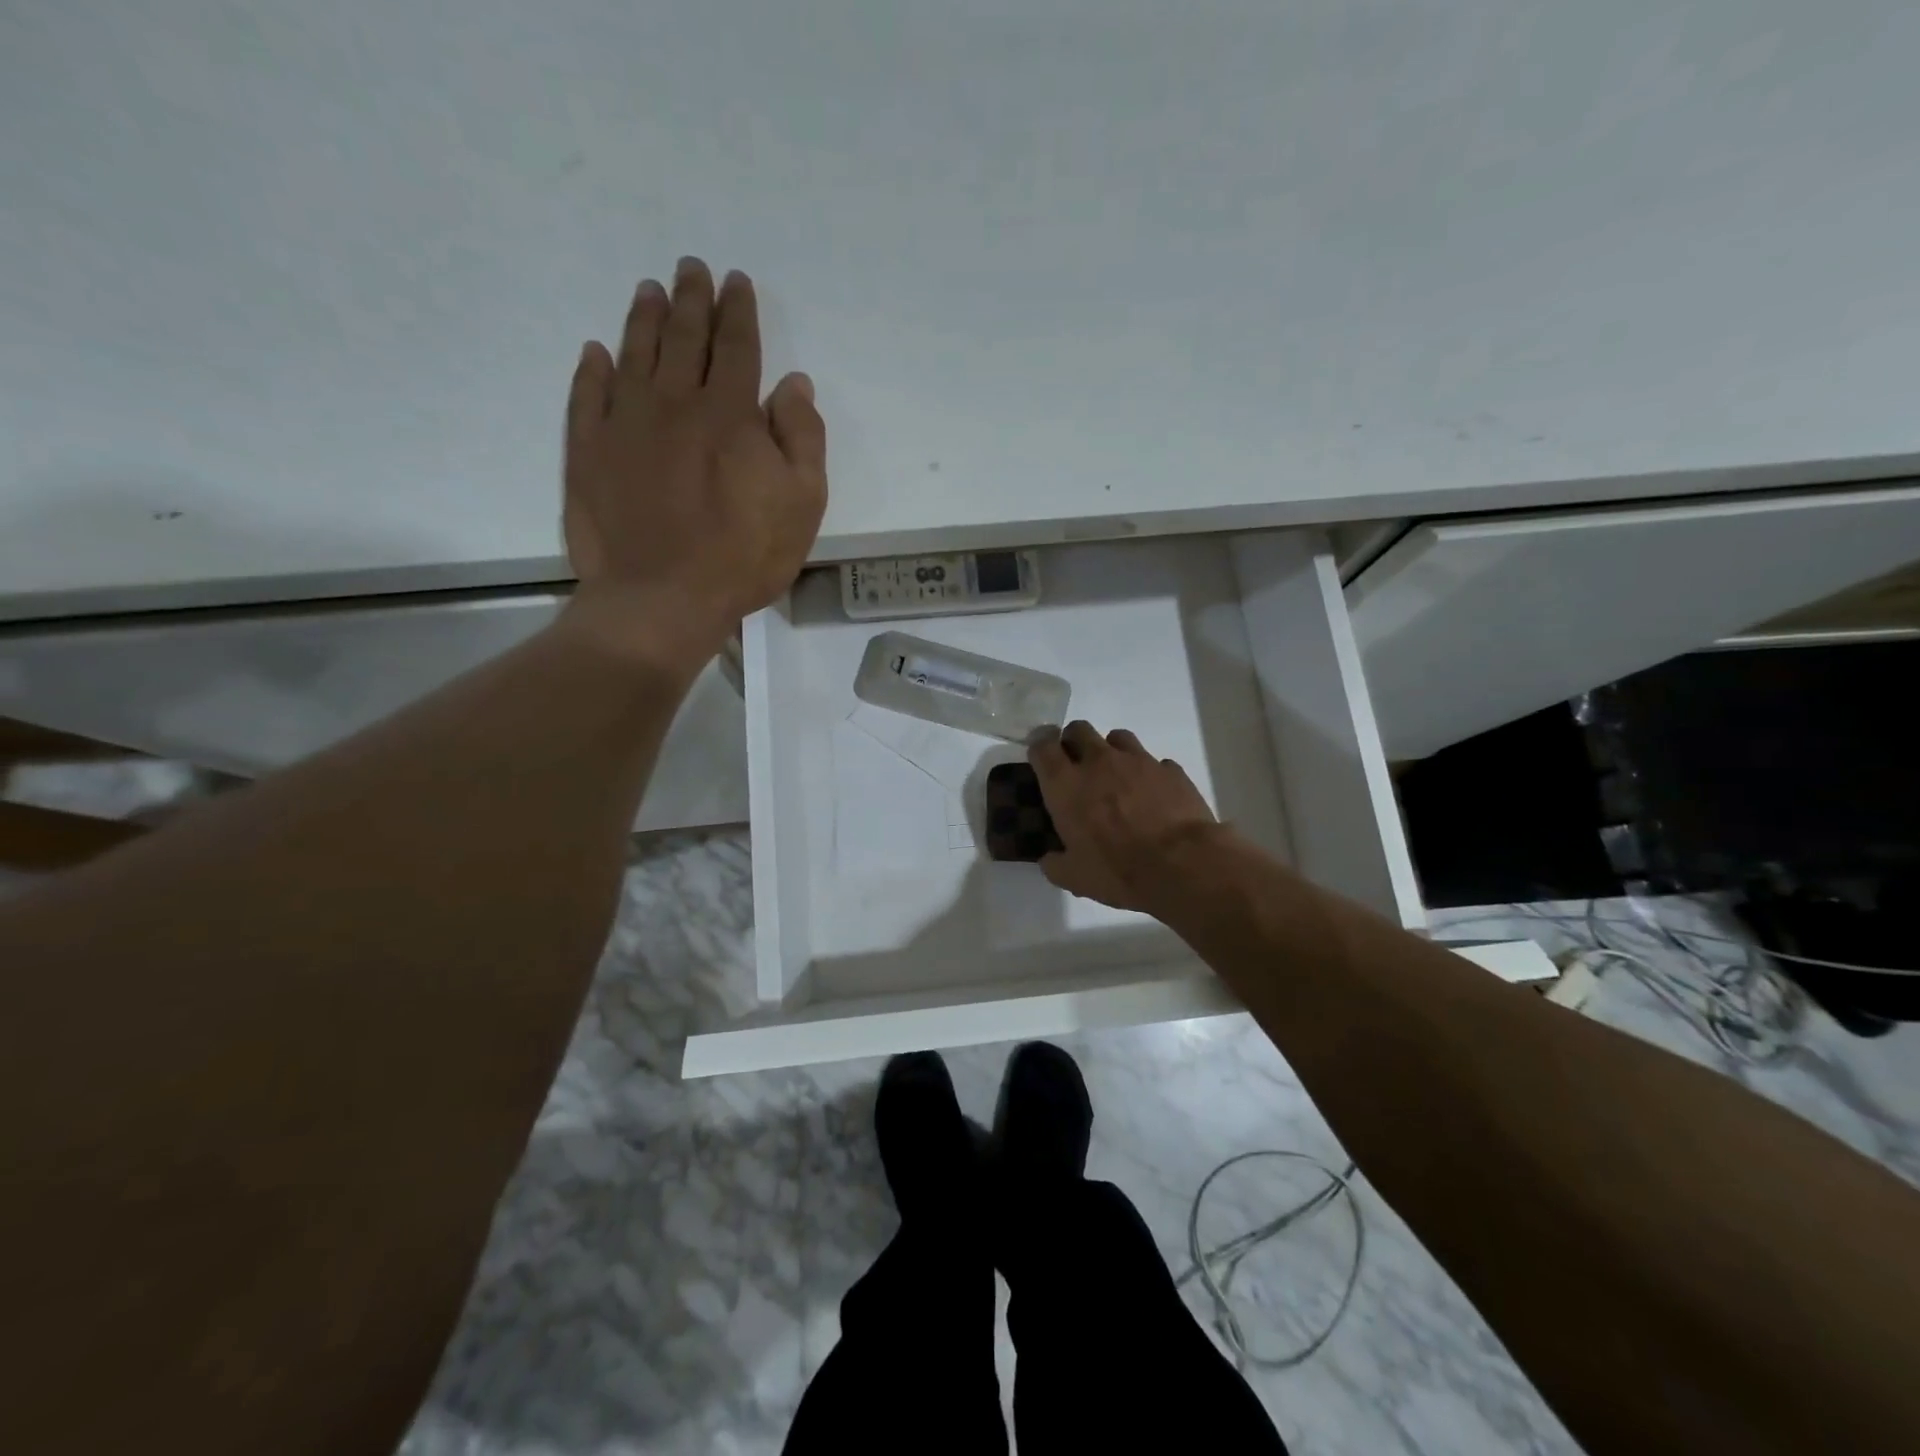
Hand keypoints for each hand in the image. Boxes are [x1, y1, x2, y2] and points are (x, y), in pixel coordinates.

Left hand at [560, 257, 827, 667]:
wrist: (661, 597)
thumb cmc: (743, 556)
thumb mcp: (803, 503)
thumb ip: (803, 437)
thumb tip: (793, 383)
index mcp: (731, 413)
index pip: (737, 346)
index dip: (738, 311)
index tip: (735, 281)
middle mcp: (675, 402)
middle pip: (685, 338)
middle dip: (692, 299)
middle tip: (691, 268)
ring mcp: (625, 423)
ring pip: (635, 354)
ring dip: (644, 318)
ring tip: (650, 290)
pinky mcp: (587, 451)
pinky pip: (588, 395)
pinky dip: (593, 369)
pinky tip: (597, 352)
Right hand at [1028, 721, 1221, 913]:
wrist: (1182, 865)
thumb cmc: (1118, 870)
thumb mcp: (1074, 877)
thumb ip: (1055, 863)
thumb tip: (1050, 858)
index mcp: (1066, 785)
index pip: (1042, 746)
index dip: (1039, 748)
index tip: (1041, 758)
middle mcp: (1099, 762)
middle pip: (1078, 730)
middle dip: (1073, 742)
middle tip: (1077, 766)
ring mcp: (1138, 761)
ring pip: (1117, 737)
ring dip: (1111, 751)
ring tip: (1116, 776)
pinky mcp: (1170, 770)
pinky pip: (1155, 762)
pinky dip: (1149, 774)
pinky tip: (1153, 795)